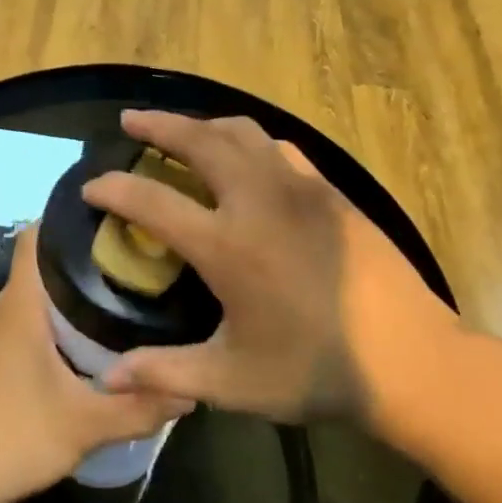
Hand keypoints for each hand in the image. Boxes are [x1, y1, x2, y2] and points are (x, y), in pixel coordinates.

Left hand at [0, 224, 192, 502]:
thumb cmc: (18, 437)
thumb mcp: (87, 425)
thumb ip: (140, 406)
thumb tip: (190, 390)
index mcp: (20, 305)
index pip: (36, 237)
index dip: (69, 220)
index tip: (113, 219)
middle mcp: (2, 307)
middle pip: (43, 262)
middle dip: (85, 257)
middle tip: (135, 260)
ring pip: (36, 291)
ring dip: (72, 289)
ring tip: (122, 291)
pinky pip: (27, 316)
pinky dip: (57, 314)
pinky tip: (90, 334)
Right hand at [82, 110, 459, 442]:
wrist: (411, 360)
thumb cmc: (316, 371)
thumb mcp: (233, 382)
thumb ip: (166, 373)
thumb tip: (107, 379)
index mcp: (227, 246)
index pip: (152, 201)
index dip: (113, 189)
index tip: (90, 188)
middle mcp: (258, 201)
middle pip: (198, 141)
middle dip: (157, 125)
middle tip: (130, 120)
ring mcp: (299, 189)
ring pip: (241, 132)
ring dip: (203, 124)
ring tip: (181, 130)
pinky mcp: (329, 191)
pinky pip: (278, 148)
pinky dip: (248, 141)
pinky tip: (244, 156)